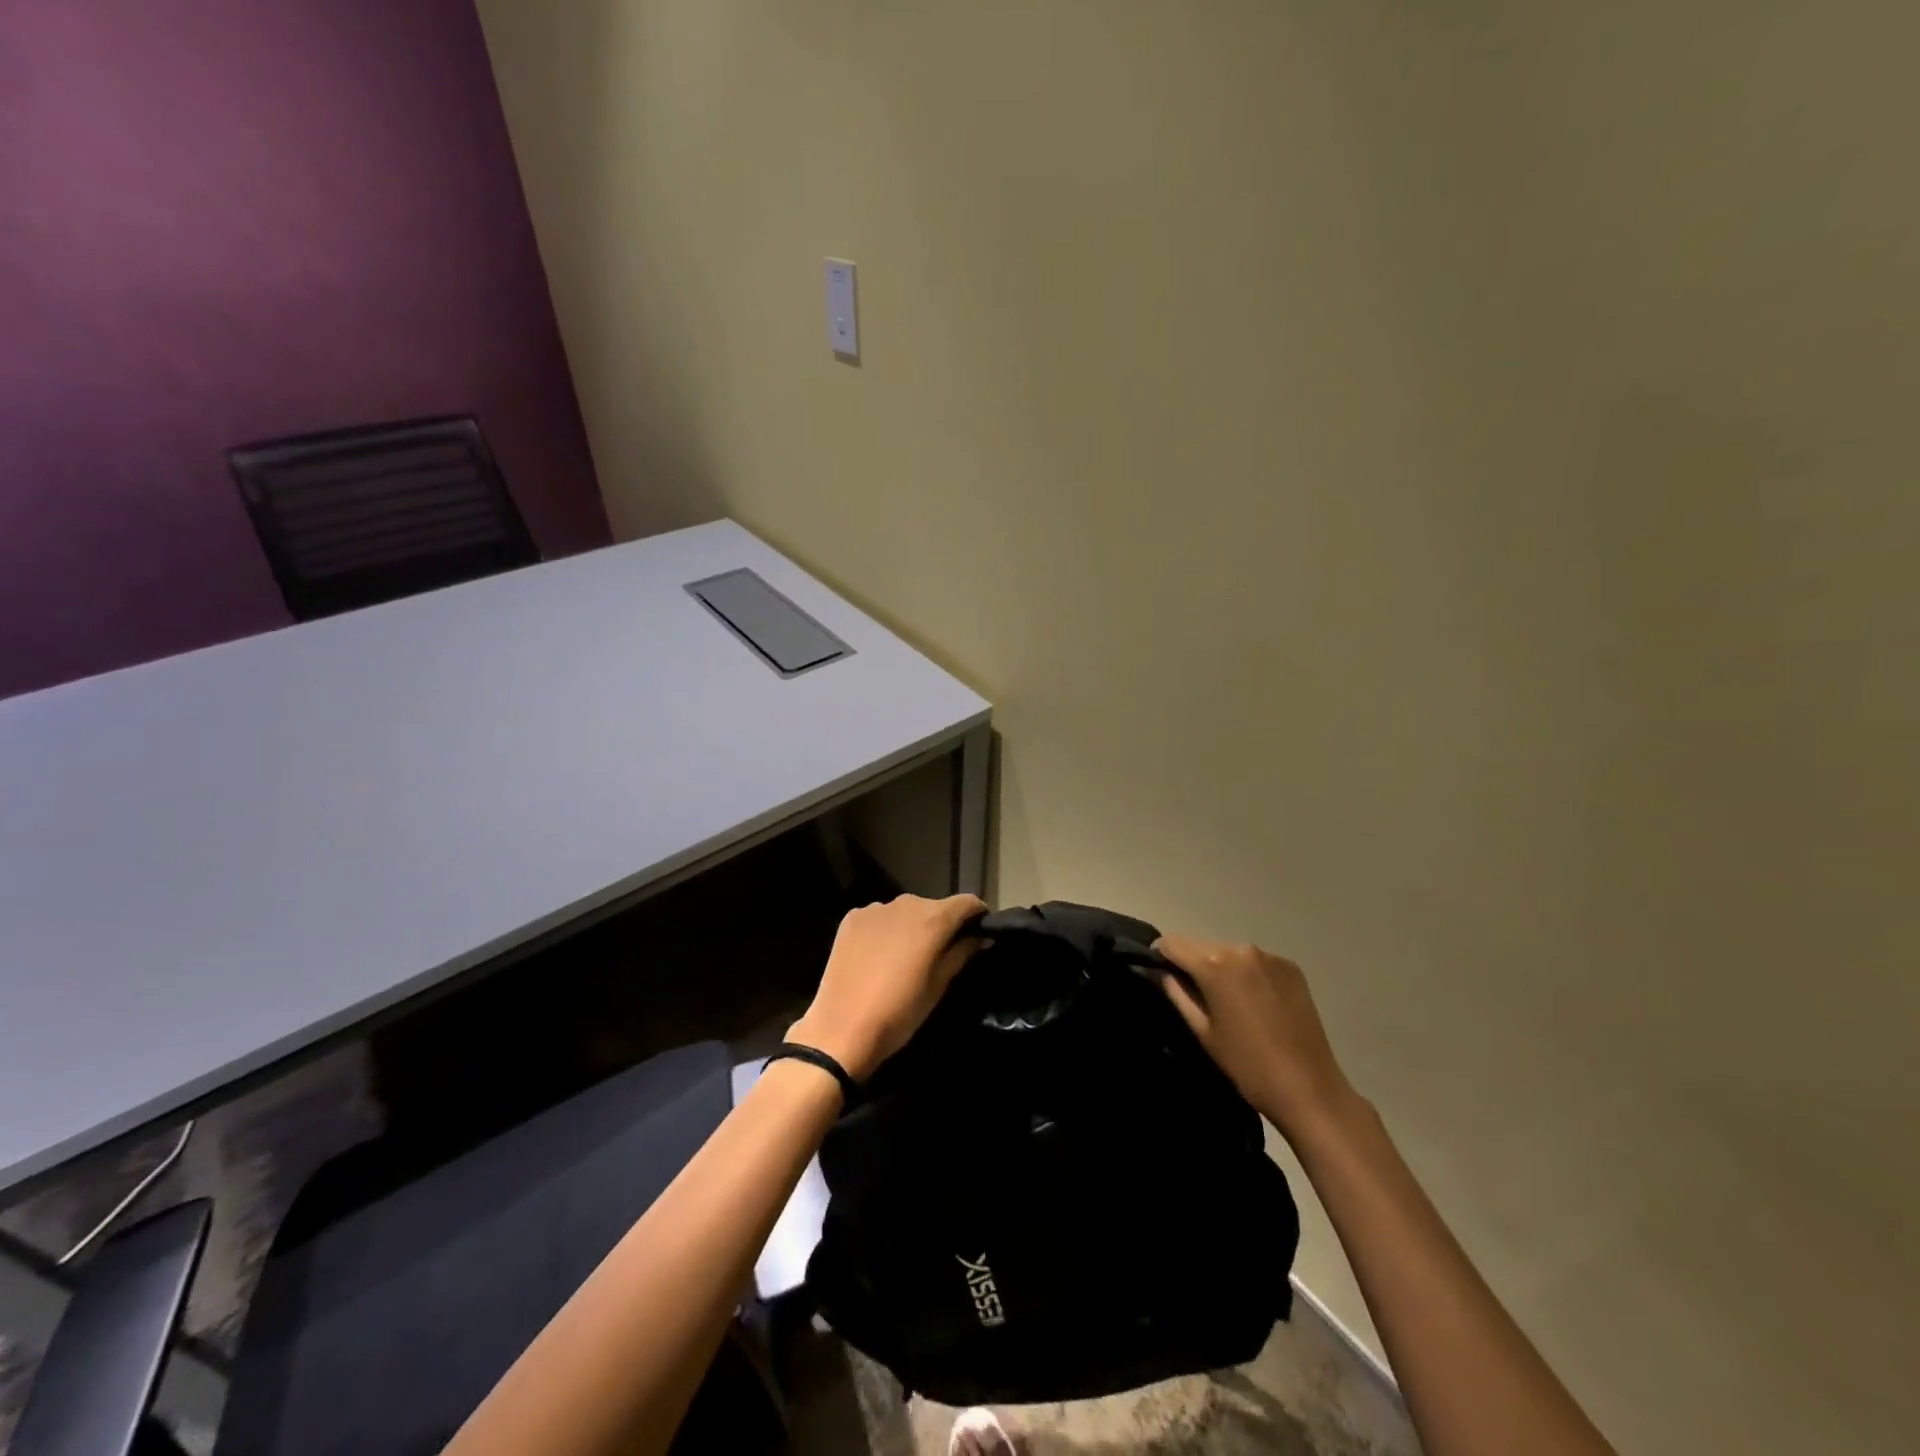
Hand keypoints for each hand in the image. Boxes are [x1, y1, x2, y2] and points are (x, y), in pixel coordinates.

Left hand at [788, 893, 987, 1080]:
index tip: (980, 934)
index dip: (978, 916)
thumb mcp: (939, 986)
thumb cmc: (900, 1012)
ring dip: (912, 927)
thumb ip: (962, 953)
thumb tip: (980, 937)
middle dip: (943, 925)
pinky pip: (879, 918)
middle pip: (935, 906)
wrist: (841, 1030)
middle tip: (941, 954)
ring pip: (905, 911)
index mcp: (933, 918)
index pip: (968, 903)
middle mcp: (906, 903)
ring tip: (906, 957)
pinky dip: (886, 930)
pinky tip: (879, 956)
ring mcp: (875, 908)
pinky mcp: (852, 918)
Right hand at [1154, 935, 1360, 1148]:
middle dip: (1192, 962)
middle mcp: (1241, 949)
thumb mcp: (1203, 1032)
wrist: (1309, 1088)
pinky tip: (1254, 1000)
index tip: (1159, 970)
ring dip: (1220, 966)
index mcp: (1214, 965)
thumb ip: (1178, 994)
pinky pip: (1255, 961)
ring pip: (1229, 951)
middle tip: (1192, 991)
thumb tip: (1164, 973)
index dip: (1160, 954)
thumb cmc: (1247, 1065)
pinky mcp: (1291, 967)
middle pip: (1202, 945)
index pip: (1173, 943)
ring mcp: (1269, 956)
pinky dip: (1247, 972)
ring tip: (1226, 998)